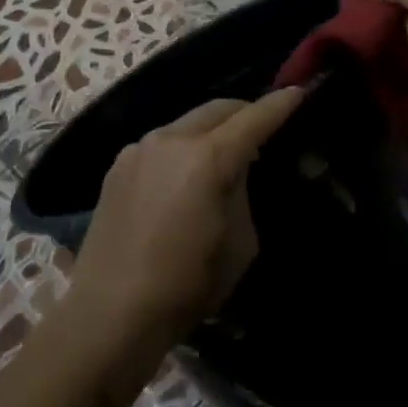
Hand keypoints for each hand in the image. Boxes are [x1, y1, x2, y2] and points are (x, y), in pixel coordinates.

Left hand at [64, 90, 303, 361]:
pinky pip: (161, 143)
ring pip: (187, 122)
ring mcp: (140, 148)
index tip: (298, 92)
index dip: (279, 105)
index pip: (254, 119)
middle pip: (218, 108)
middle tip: (262, 129)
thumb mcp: (239, 244)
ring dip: (211, 130)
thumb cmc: (186, 286)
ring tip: (222, 155)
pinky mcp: (118, 165)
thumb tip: (236, 171)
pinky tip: (183, 177)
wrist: (109, 314)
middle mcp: (172, 139)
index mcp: (208, 158)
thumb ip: (242, 193)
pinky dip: (182, 148)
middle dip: (244, 112)